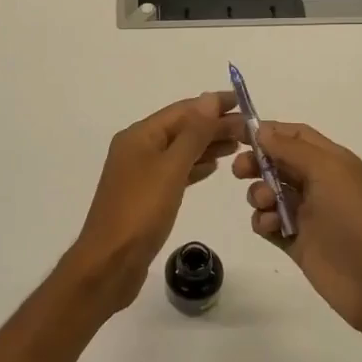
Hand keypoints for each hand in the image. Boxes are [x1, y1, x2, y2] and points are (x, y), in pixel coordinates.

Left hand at [68, 92, 241, 308]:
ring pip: (180, 150)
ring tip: (239, 144)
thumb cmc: (141, 211)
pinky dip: (195, 166)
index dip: (213, 105)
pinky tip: (213, 167)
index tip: (245, 103)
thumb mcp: (171, 168)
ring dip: (208, 145)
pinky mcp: (146, 196)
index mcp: (139, 136)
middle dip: (214, 125)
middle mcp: (137, 148)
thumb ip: (193, 134)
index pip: (183, 110)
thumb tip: (210, 98)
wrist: (110, 262)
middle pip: (181, 129)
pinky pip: (175, 171)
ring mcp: (140, 173)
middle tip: (250, 130)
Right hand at [233, 122, 361, 340]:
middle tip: (240, 171)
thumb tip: (261, 130)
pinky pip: (268, 224)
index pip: (296, 136)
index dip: (269, 131)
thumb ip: (291, 149)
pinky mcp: (296, 243)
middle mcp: (318, 184)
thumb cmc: (355, 217)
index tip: (238, 134)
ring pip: (269, 193)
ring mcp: (307, 215)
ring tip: (265, 204)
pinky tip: (270, 227)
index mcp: (332, 162)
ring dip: (258, 193)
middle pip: (278, 163)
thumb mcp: (327, 171)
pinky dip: (263, 222)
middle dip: (256, 162)